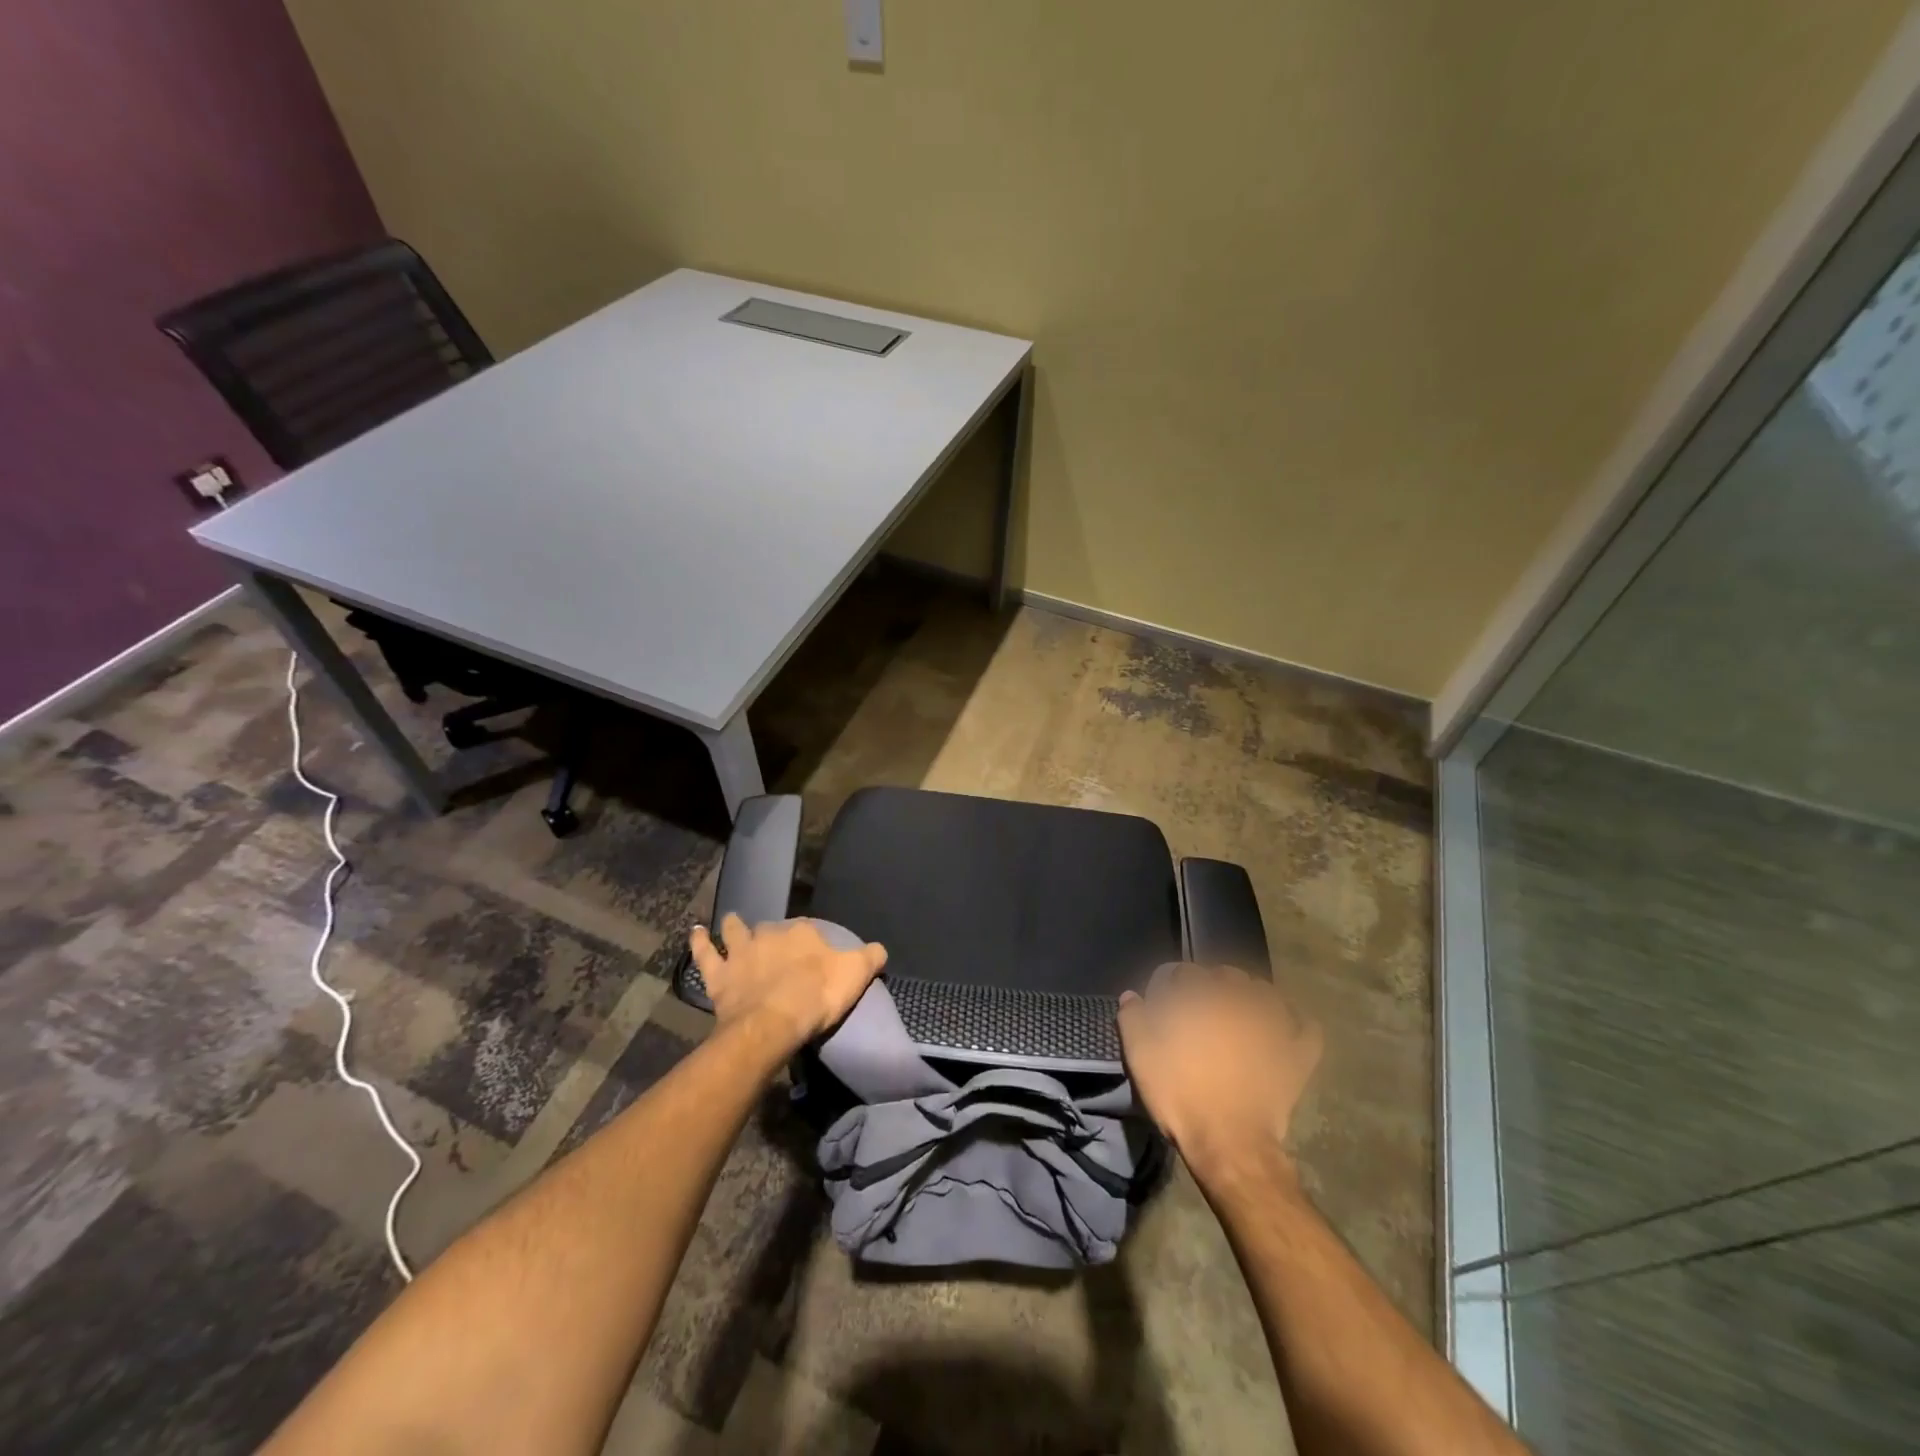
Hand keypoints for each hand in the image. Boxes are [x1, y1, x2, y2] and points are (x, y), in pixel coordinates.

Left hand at [688, 914, 887, 1052]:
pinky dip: (699, 942)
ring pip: (736, 932)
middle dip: (772, 934)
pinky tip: (695, 932)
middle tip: (775, 946)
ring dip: (734, 926)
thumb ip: (870, 958)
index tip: (813, 954)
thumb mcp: (856, 975)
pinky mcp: (719, 975)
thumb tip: (879, 949)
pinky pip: (705, 954)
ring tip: (731, 921)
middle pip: (772, 929)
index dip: (810, 941)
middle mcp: (770, 934)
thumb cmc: (817, 996)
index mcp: (803, 933)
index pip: (808, 929)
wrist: (773, 1022)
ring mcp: (741, 953)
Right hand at [1117, 964, 1321, 1183]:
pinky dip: (1297, 1023)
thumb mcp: (1140, 1055)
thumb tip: (1132, 996)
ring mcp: (1274, 1025)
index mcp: (1200, 996)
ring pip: (1266, 992)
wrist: (1229, 1144)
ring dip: (1252, 995)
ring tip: (1242, 1011)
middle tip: (1202, 1006)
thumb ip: (1132, 1017)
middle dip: (1214, 984)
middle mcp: (1239, 1000)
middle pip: (1228, 975)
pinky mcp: (1297, 1055)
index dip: (1173, 983)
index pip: (1185, 972)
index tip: (1166, 999)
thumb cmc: (1180, 1094)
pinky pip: (1306, 1028)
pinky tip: (1286, 1028)